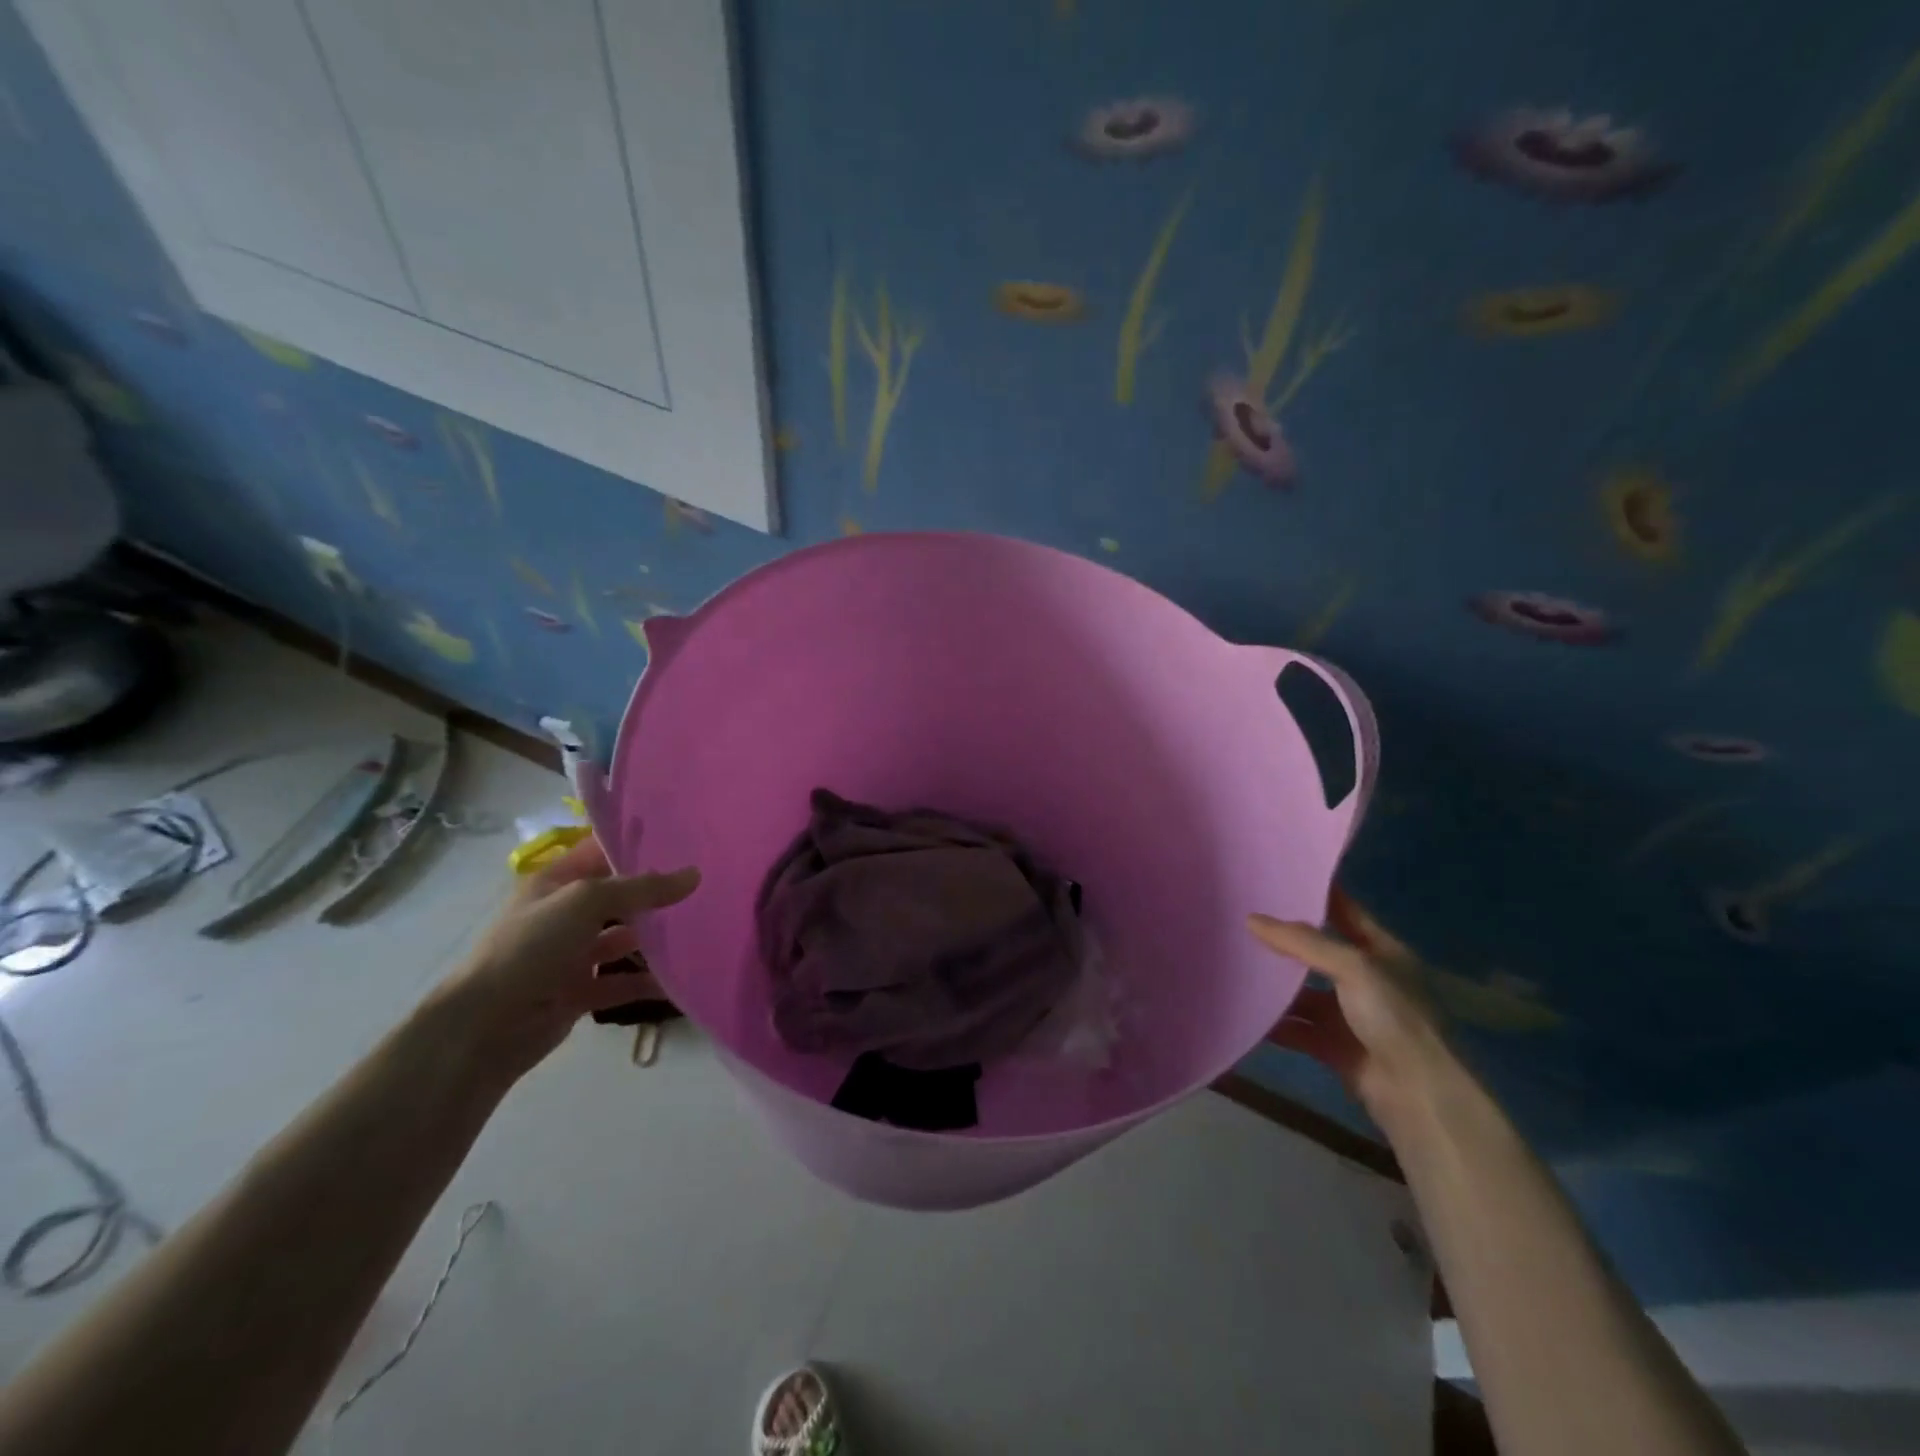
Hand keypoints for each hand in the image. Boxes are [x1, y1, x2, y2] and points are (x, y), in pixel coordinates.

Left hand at [432, 837, 699, 1082]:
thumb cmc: (532, 947)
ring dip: (653, 938)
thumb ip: (641, 888)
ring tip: (699, 928)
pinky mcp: (577, 992)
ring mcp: (569, 955)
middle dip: (654, 891)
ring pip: (621, 939)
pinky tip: (678, 979)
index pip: (600, 851)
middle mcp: (563, 914)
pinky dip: (646, 982)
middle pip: (616, 896)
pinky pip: (620, 983)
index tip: (682, 837)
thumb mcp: (586, 902)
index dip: (635, 843)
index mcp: (555, 882)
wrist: (485, 1026)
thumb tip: (694, 875)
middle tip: (702, 883)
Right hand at [1248, 887, 1451, 1127]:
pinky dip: (1276, 1023)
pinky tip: (1245, 1012)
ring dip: (1276, 984)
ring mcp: (1351, 1015)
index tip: (1276, 875)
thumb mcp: (1352, 967)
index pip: (1345, 911)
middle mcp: (1367, 979)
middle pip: (1318, 952)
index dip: (1315, 893)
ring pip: (1305, 992)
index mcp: (1382, 951)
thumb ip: (1302, 942)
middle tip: (1240, 918)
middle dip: (1284, 940)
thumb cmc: (1395, 1017)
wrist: (1420, 1096)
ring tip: (1234, 963)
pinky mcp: (1336, 1047)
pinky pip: (1299, 1029)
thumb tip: (1252, 919)